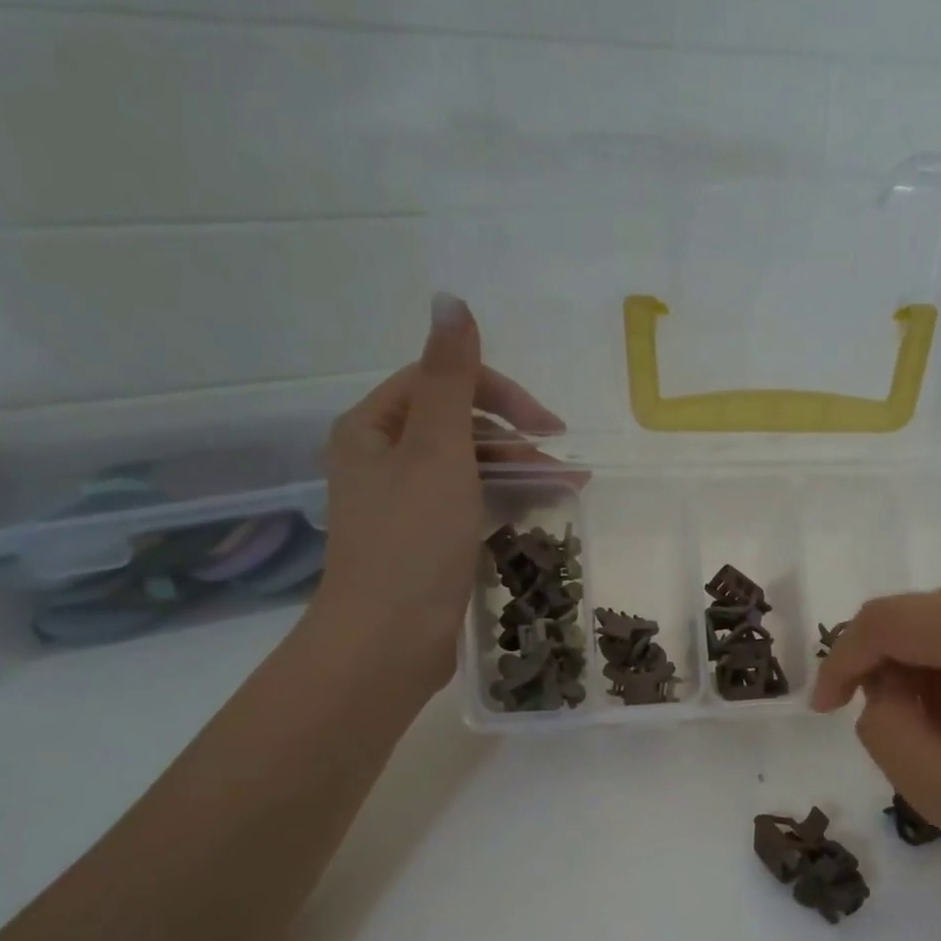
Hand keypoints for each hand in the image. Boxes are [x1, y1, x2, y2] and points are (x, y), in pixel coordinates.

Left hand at [306, 293, 564, 695]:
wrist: (389, 640)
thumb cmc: (413, 541)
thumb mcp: (437, 450)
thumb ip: (451, 378)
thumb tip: (451, 299)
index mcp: (372, 428)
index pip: (440, 383)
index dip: (498, 393)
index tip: (548, 425)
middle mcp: (381, 460)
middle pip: (456, 425)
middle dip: (513, 436)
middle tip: (561, 460)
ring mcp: (403, 505)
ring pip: (467, 468)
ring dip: (516, 469)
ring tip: (568, 487)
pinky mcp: (424, 543)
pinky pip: (468, 504)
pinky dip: (503, 500)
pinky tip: (538, 509)